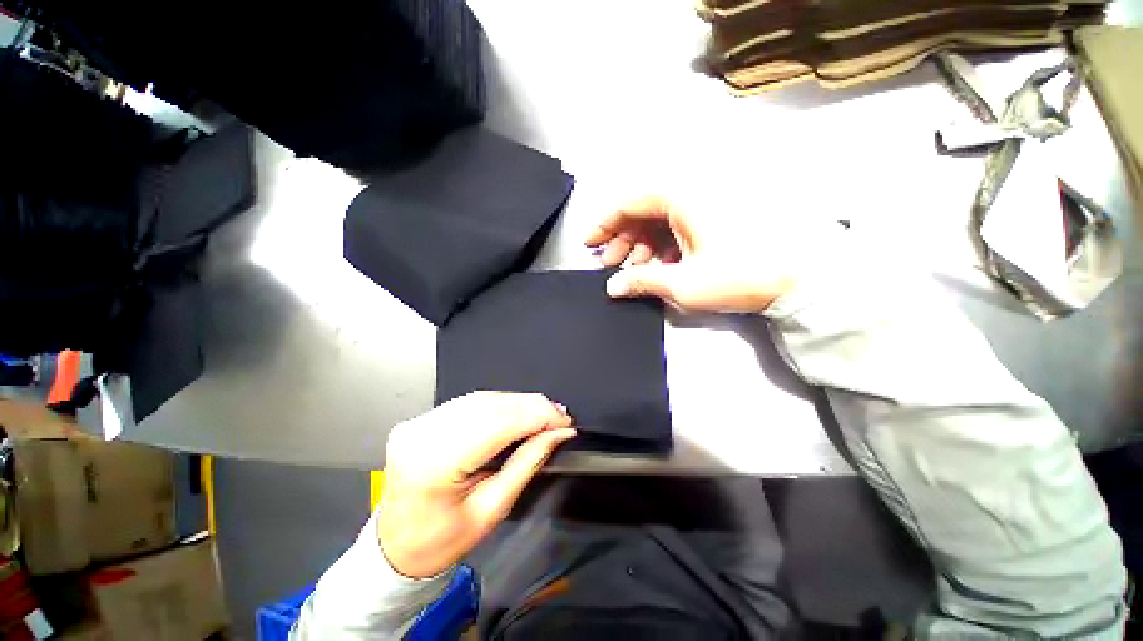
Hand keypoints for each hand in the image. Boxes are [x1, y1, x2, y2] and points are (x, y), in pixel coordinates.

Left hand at [377, 392, 574, 578]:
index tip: (565, 419)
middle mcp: (422, 435)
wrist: (394, 548)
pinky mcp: (420, 419)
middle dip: (531, 406)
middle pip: (490, 405)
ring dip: (517, 403)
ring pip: (482, 398)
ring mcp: (418, 423)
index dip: (537, 415)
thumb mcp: (493, 509)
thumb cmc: (442, 541)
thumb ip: (528, 462)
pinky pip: (468, 402)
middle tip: (559, 414)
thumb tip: (558, 433)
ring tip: (543, 413)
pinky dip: (498, 404)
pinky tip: (516, 412)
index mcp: (435, 465)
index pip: (498, 423)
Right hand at [585, 196, 799, 313]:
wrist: (802, 278)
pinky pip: (679, 226)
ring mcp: (707, 203)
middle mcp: (693, 191)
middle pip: (643, 211)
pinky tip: (659, 266)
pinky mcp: (718, 216)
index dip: (605, 224)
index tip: (589, 243)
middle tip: (609, 265)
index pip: (629, 203)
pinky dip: (664, 245)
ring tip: (632, 271)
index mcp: (682, 196)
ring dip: (642, 244)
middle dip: (622, 239)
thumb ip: (642, 282)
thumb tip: (613, 288)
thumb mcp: (683, 283)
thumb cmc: (739, 276)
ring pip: (660, 219)